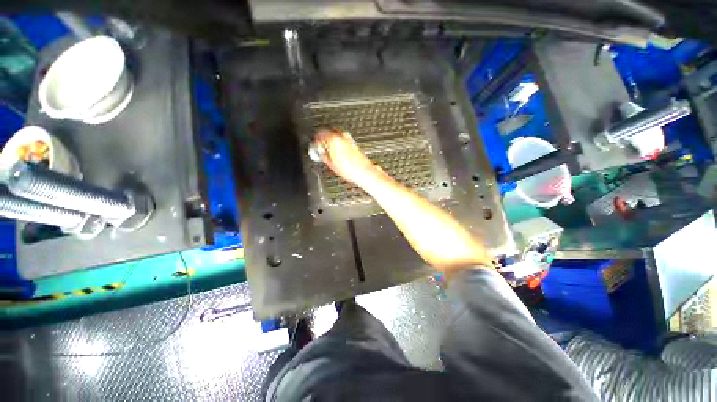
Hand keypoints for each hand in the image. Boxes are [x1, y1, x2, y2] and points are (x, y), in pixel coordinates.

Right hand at [313, 128, 375, 183]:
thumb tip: (320, 153)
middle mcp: (340, 135)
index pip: (319, 134)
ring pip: (335, 134)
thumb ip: (323, 155)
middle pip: (327, 132)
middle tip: (321, 148)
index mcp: (332, 138)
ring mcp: (348, 138)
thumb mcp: (330, 164)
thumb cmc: (349, 169)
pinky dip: (338, 143)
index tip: (315, 147)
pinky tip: (338, 153)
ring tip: (330, 152)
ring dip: (330, 141)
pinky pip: (342, 139)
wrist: (363, 171)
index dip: (316, 142)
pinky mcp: (353, 142)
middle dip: (323, 139)